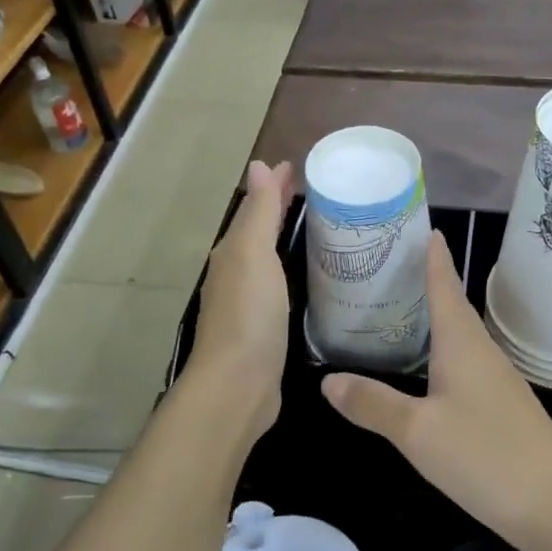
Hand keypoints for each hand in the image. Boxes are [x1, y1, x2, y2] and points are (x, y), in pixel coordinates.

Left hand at [190, 160, 294, 435]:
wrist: (239, 384)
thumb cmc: (248, 312)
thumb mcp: (252, 253)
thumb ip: (258, 212)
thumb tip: (257, 166)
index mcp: (234, 252)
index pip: (256, 208)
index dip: (274, 186)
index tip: (298, 167)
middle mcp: (236, 273)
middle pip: (260, 231)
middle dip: (279, 209)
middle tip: (313, 192)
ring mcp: (249, 303)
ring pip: (269, 258)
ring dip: (286, 239)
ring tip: (318, 228)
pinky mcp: (265, 329)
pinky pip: (280, 286)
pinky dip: (292, 270)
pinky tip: (311, 275)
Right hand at [320, 234, 551, 548]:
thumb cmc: (484, 455)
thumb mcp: (417, 432)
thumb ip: (373, 404)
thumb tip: (327, 380)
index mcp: (462, 342)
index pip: (445, 286)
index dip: (434, 258)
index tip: (426, 228)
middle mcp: (481, 351)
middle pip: (453, 306)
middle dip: (429, 282)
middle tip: (395, 265)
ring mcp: (496, 378)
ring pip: (460, 335)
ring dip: (437, 316)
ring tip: (405, 308)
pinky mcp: (502, 405)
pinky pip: (467, 361)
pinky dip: (444, 350)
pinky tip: (431, 367)